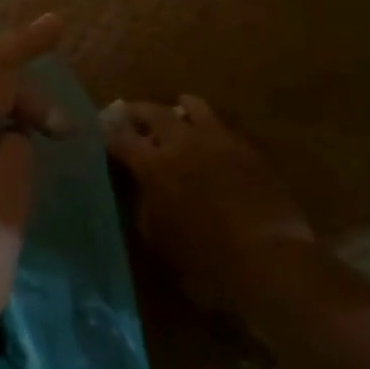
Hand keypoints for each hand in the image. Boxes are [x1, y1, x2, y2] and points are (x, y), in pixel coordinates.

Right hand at [102, 96, 313, 313]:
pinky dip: (207, 126)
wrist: (271, 261)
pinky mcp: (247, 149)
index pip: (119, 137)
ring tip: (173, 116)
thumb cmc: (204, 260)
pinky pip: (221, 126)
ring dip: (177, 110)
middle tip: (128, 115)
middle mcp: (181, 142)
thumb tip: (138, 186)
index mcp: (152, 164)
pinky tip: (206, 139)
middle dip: (137, 112)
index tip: (98, 130)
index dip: (105, 132)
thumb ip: (143, 203)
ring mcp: (218, 141)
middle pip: (153, 112)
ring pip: (193, 108)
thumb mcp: (157, 238)